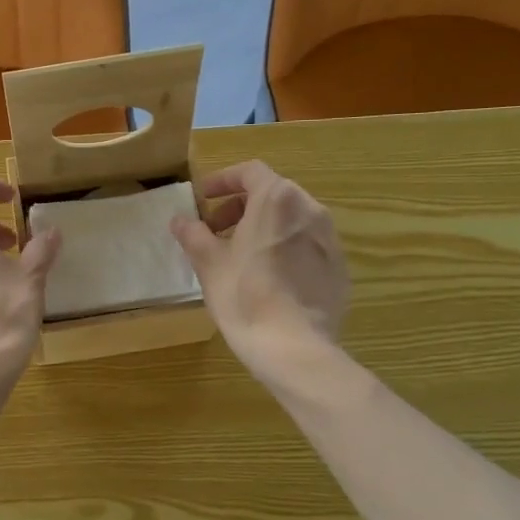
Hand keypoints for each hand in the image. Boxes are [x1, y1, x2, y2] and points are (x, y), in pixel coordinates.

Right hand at [171, 161, 348, 384]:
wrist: (294, 348)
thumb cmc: (245, 297)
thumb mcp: (209, 264)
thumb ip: (193, 235)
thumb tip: (180, 220)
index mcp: (277, 199)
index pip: (250, 172)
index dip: (223, 181)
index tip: (203, 199)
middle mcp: (310, 209)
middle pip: (272, 194)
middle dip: (240, 207)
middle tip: (215, 232)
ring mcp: (330, 239)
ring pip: (291, 220)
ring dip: (263, 228)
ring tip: (240, 256)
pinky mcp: (339, 268)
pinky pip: (307, 246)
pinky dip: (285, 249)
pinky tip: (268, 279)